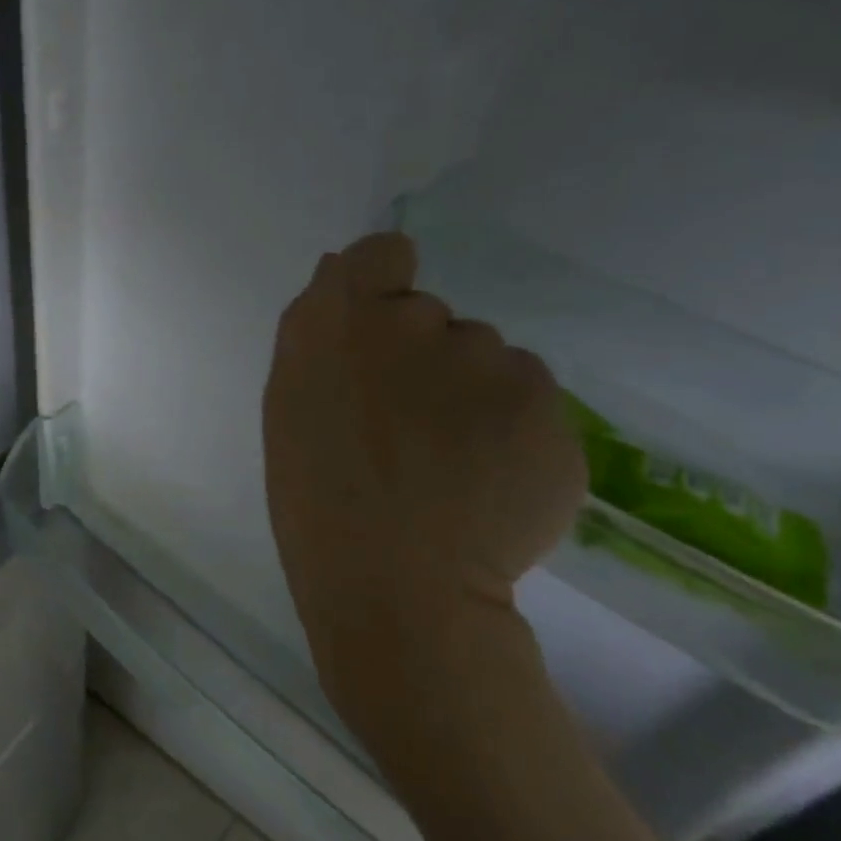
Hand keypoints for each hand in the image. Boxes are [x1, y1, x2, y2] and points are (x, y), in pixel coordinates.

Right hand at [262, 232, 584, 739]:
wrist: (394, 586)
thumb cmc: (315, 497)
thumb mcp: (290, 405)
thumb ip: (319, 333)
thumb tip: (342, 272)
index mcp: (340, 320)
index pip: (383, 253)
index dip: (382, 284)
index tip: (376, 335)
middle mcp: (419, 321)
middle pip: (432, 317)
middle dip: (421, 357)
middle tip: (405, 429)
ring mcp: (491, 360)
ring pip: (486, 360)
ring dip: (471, 396)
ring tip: (449, 466)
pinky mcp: (550, 408)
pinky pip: (528, 403)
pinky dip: (512, 434)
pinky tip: (486, 483)